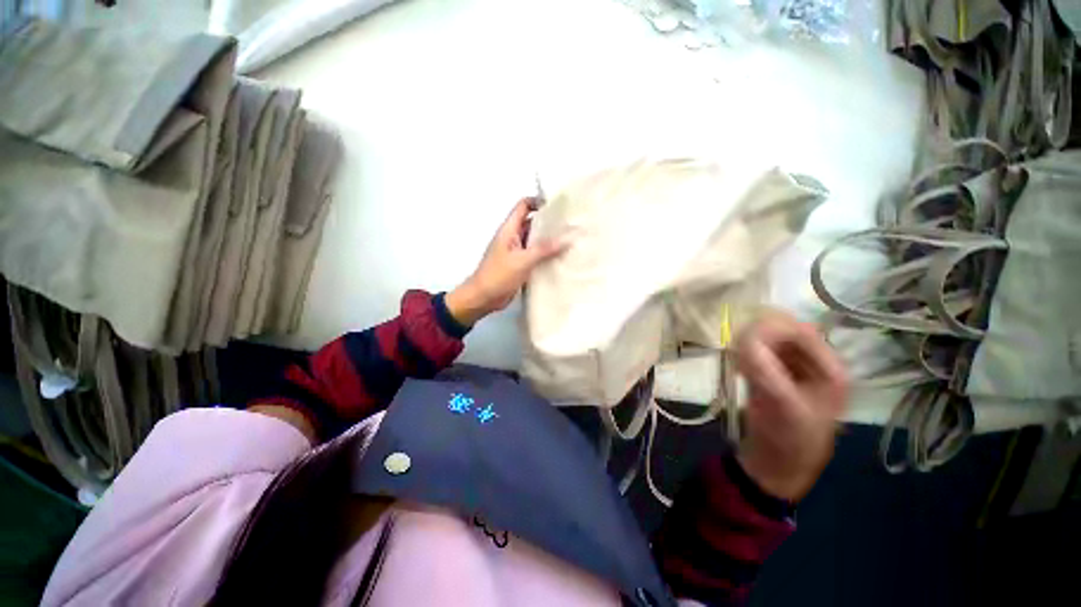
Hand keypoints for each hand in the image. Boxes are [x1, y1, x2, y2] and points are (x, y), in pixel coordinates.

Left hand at [445, 197, 569, 325]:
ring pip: (535, 240)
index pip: (524, 206)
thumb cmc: (498, 275)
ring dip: (549, 240)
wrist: (483, 298)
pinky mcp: (520, 265)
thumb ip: (544, 249)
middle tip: (571, 224)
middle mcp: (513, 237)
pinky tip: (561, 258)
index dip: (539, 202)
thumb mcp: (522, 260)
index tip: (559, 206)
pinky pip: (535, 255)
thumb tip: (568, 237)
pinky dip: (546, 255)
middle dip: (549, 222)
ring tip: (570, 240)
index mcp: (509, 229)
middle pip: (532, 223)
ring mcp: (516, 252)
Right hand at [735, 311, 848, 501]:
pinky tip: (739, 368)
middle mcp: (816, 364)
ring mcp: (794, 369)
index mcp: (831, 370)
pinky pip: (760, 353)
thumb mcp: (779, 404)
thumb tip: (743, 336)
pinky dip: (747, 355)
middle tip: (737, 351)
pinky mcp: (776, 374)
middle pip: (786, 332)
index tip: (742, 336)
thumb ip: (764, 368)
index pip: (801, 331)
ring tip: (738, 362)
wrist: (775, 464)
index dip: (771, 328)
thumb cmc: (787, 438)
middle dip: (759, 337)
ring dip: (751, 345)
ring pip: (770, 340)